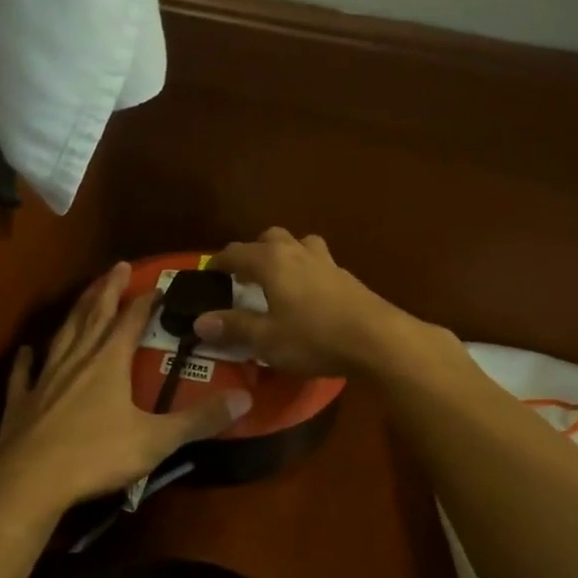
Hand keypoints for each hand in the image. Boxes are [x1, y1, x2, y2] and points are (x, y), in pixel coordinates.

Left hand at [0, 261, 251, 515]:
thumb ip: (199, 420)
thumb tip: (245, 399)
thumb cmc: (96, 456)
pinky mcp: (21, 402)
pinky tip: (26, 351)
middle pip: (94, 315)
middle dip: (107, 290)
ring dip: (75, 312)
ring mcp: (45, 379)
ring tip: (84, 296)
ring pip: (63, 335)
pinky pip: (24, 374)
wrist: (29, 481)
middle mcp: (77, 360)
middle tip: (117, 266)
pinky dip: (26, 360)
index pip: (131, 321)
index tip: (158, 284)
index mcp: (109, 363)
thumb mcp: (156, 440)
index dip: (146, 301)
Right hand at [195, 228, 426, 378]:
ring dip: (284, 255)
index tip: (208, 275)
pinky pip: (318, 262)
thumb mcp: (266, 339)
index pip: (235, 252)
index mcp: (272, 262)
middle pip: (269, 237)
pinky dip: (305, 271)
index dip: (218, 263)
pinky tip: (308, 296)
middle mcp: (297, 252)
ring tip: (279, 280)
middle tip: (244, 277)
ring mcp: (326, 262)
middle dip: (253, 252)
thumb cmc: (314, 338)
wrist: (378, 340)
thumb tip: (199, 322)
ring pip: (299, 244)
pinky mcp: (347, 277)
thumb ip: (233, 327)